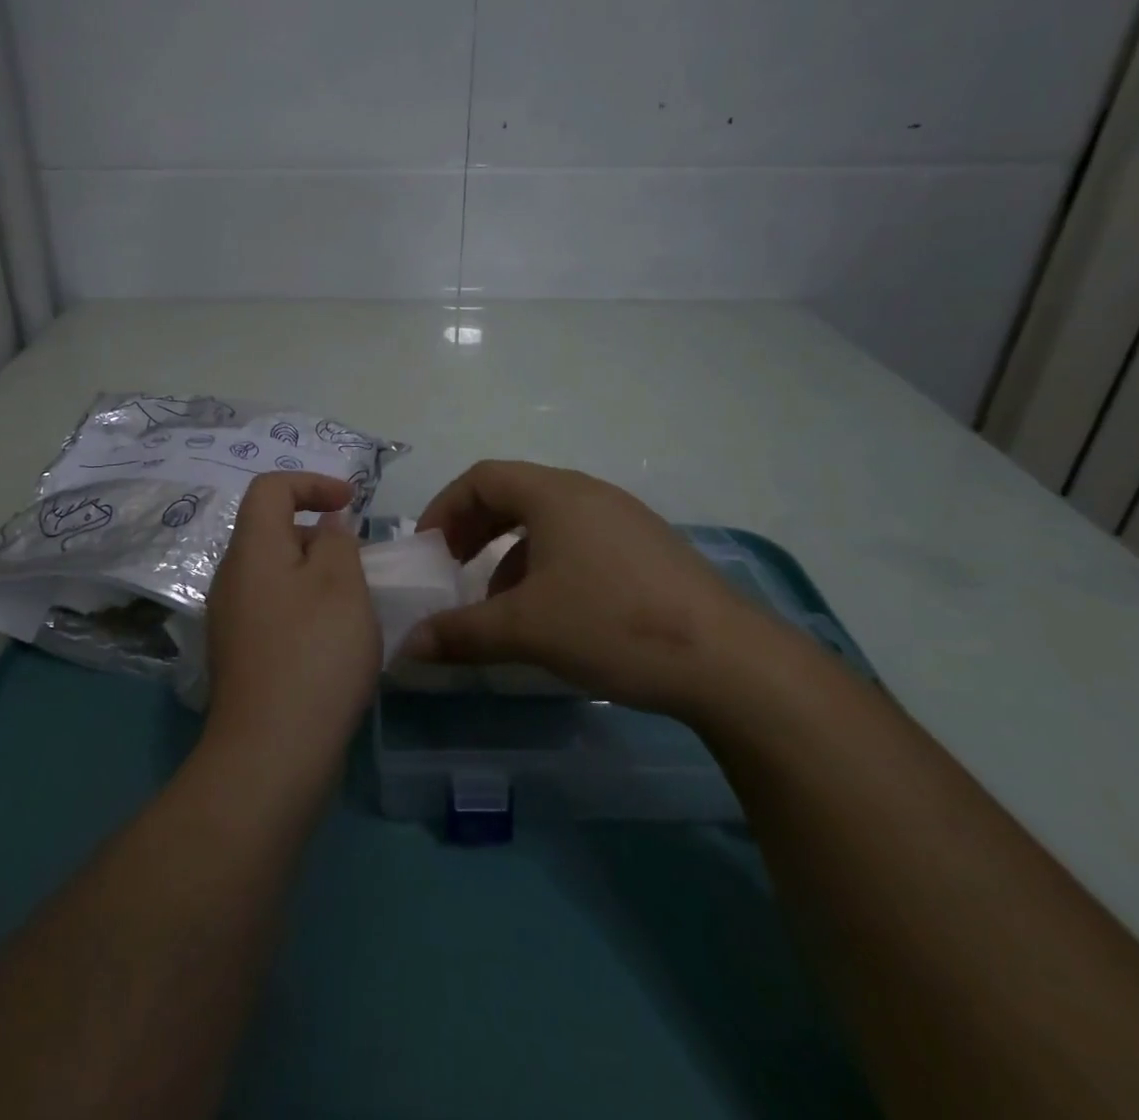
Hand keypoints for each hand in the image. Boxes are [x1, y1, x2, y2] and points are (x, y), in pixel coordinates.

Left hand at [205, 473, 382, 754]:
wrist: (271, 754)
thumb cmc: (314, 654)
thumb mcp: (342, 583)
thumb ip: (338, 540)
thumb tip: (326, 526)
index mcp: (251, 550)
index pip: (270, 488)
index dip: (312, 483)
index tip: (352, 504)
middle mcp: (231, 578)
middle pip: (272, 531)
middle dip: (319, 534)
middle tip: (360, 561)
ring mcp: (231, 620)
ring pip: (276, 574)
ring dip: (316, 574)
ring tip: (355, 603)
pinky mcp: (241, 656)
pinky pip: (274, 609)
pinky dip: (305, 607)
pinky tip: (334, 641)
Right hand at [406, 460, 783, 717]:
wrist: (728, 661)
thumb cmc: (611, 624)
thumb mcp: (525, 629)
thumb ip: (461, 633)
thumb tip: (409, 645)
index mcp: (555, 494)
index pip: (482, 478)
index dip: (445, 508)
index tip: (427, 550)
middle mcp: (588, 493)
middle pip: (513, 494)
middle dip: (474, 529)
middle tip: (453, 567)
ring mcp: (623, 519)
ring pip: (548, 521)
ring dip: (510, 552)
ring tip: (500, 602)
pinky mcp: (647, 549)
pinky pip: (579, 540)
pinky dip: (547, 564)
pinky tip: (553, 612)